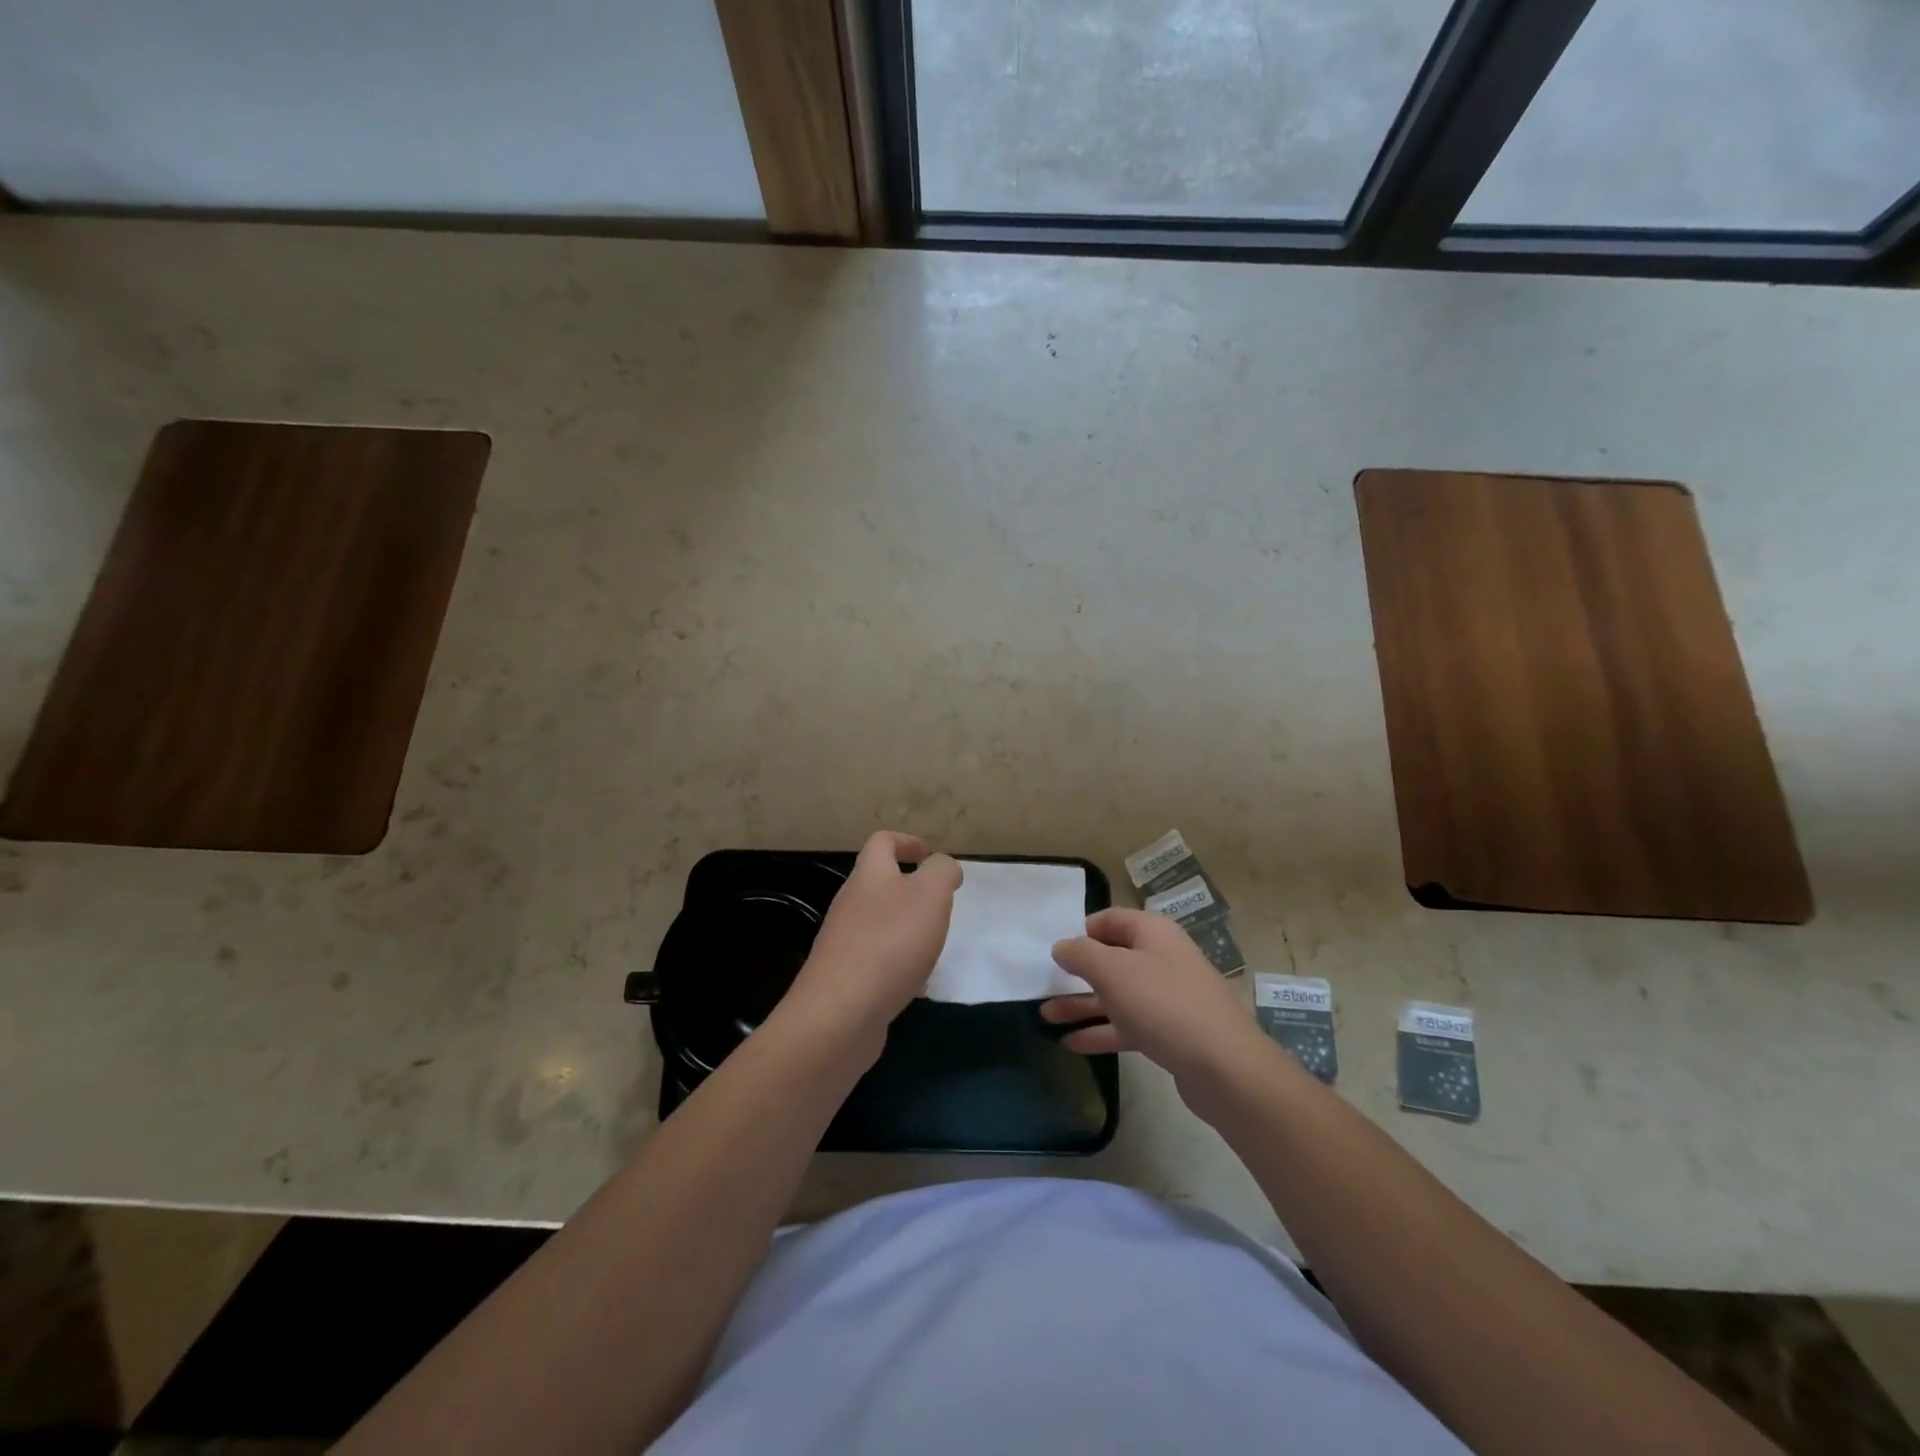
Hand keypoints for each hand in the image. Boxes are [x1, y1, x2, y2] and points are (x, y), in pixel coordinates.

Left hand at [785, 832, 962, 1056]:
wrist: (840, 1013)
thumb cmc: (891, 943)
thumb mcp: (931, 894)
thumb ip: (942, 871)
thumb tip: (943, 865)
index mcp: (869, 876)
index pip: (882, 842)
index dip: (907, 841)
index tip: (931, 855)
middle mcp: (850, 903)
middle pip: (879, 883)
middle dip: (912, 890)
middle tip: (941, 905)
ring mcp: (843, 942)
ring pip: (879, 923)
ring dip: (907, 929)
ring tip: (933, 945)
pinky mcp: (844, 978)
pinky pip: (875, 960)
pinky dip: (898, 964)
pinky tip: (914, 984)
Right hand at [1042, 908, 1274, 1112]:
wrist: (1225, 1067)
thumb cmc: (1163, 1004)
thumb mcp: (1113, 971)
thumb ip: (1081, 954)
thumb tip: (1062, 946)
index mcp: (1153, 933)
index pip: (1112, 919)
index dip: (1083, 930)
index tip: (1057, 948)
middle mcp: (1162, 959)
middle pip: (1113, 959)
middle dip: (1077, 972)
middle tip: (1044, 984)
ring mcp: (1168, 997)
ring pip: (1117, 995)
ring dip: (1082, 1004)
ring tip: (1045, 1016)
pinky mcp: (1171, 1033)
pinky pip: (1128, 1025)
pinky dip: (1101, 1031)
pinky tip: (1071, 1043)